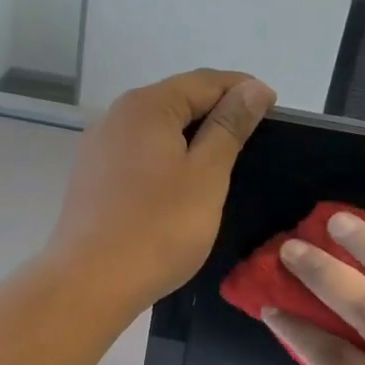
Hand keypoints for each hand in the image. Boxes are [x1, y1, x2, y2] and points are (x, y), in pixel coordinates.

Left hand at [48, 70, 275, 312]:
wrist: (90, 282)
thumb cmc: (159, 228)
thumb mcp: (206, 175)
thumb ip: (230, 127)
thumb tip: (253, 88)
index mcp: (145, 106)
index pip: (203, 82)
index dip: (242, 90)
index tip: (274, 108)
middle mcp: (115, 117)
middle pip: (175, 102)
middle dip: (215, 112)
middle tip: (252, 137)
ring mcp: (97, 149)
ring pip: (154, 131)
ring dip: (188, 138)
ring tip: (220, 162)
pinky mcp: (90, 180)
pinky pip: (136, 156)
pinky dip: (163, 161)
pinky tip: (177, 186)